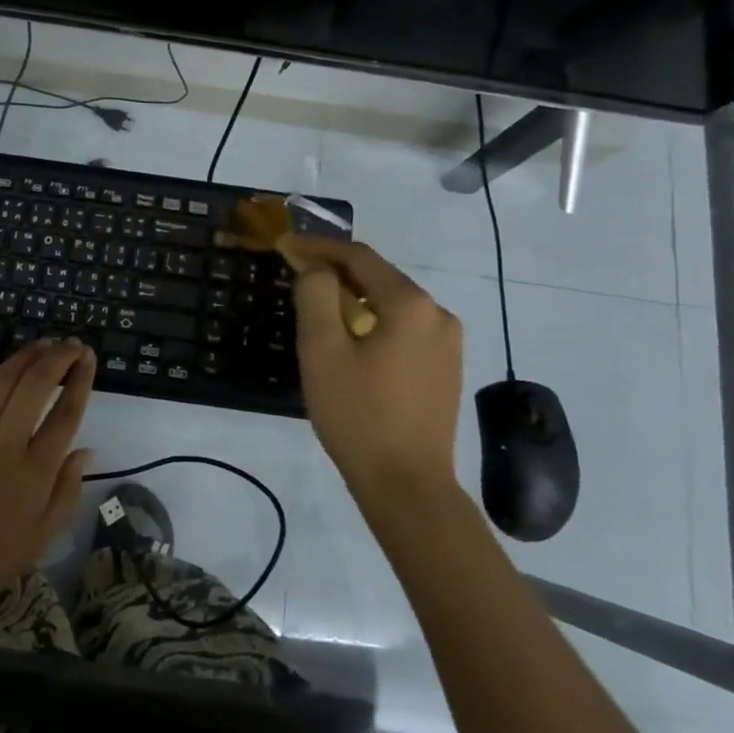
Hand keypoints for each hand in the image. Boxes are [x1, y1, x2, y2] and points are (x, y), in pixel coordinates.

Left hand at [0, 337, 95, 630]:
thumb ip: (66, 493)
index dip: (81, 380)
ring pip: (5, 379)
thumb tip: (86, 449)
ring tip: (44, 342)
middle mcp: (7, 445)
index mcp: (36, 473)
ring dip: (27, 354)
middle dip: (60, 357)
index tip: (89, 359)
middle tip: (72, 345)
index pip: (67, 413)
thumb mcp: (39, 540)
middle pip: (38, 385)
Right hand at [291, 239, 464, 507]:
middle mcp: (438, 313)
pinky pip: (405, 328)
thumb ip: (316, 295)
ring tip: (319, 310)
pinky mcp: (446, 367)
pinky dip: (375, 322)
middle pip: (379, 277)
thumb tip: (318, 269)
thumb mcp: (322, 350)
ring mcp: (448, 342)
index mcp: (410, 303)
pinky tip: (353, 342)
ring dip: (356, 299)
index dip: (319, 247)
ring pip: (392, 304)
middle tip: (297, 276)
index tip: (286, 246)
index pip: (359, 256)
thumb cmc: (358, 415)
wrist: (407, 486)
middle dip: (336, 272)